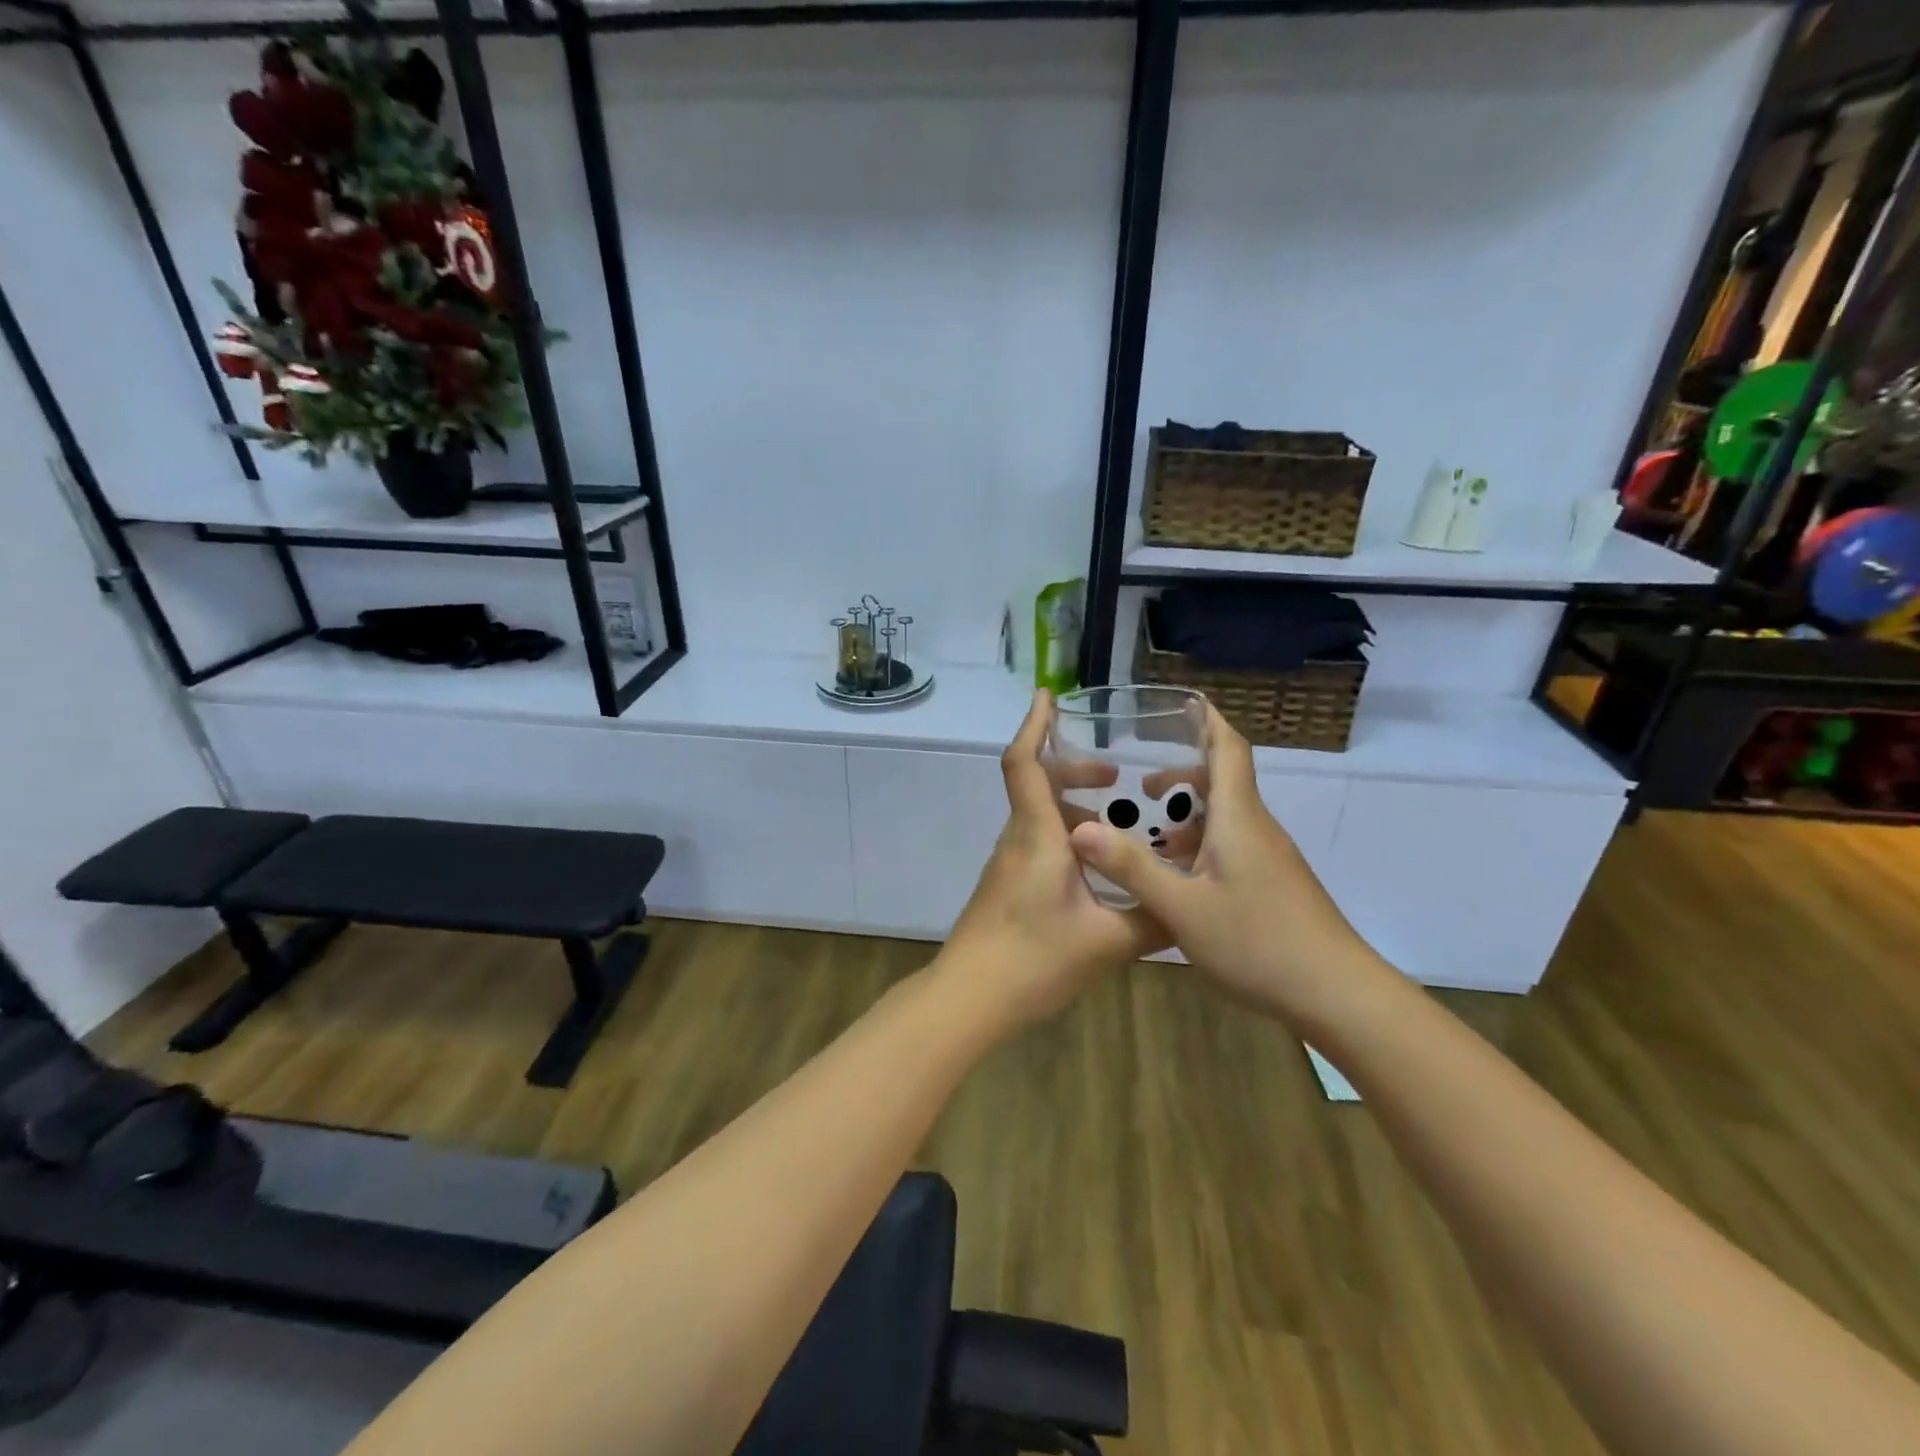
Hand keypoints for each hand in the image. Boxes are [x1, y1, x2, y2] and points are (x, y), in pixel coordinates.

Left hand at [938, 691, 1168, 1029]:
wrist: (970, 999)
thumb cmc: (1034, 959)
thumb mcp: (1108, 941)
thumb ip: (1153, 919)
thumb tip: (1189, 906)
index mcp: (1037, 835)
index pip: (1024, 764)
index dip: (1033, 725)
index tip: (1048, 696)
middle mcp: (1018, 839)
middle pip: (1036, 785)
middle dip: (1074, 770)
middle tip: (1115, 777)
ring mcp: (1008, 864)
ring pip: (1039, 817)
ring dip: (1074, 808)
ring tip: (1118, 825)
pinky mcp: (1007, 887)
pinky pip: (1038, 844)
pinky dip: (1067, 838)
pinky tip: (1099, 871)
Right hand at [1067, 701, 1391, 1032]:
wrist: (1337, 994)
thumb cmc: (1258, 942)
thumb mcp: (1182, 908)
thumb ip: (1131, 867)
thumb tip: (1079, 829)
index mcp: (1238, 818)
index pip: (1228, 749)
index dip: (1208, 721)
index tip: (1184, 702)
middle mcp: (1256, 828)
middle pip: (1223, 781)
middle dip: (1183, 774)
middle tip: (1143, 785)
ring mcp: (1269, 857)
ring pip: (1226, 817)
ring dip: (1189, 814)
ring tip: (1151, 835)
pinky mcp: (1274, 883)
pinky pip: (1232, 845)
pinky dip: (1201, 844)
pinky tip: (1179, 877)